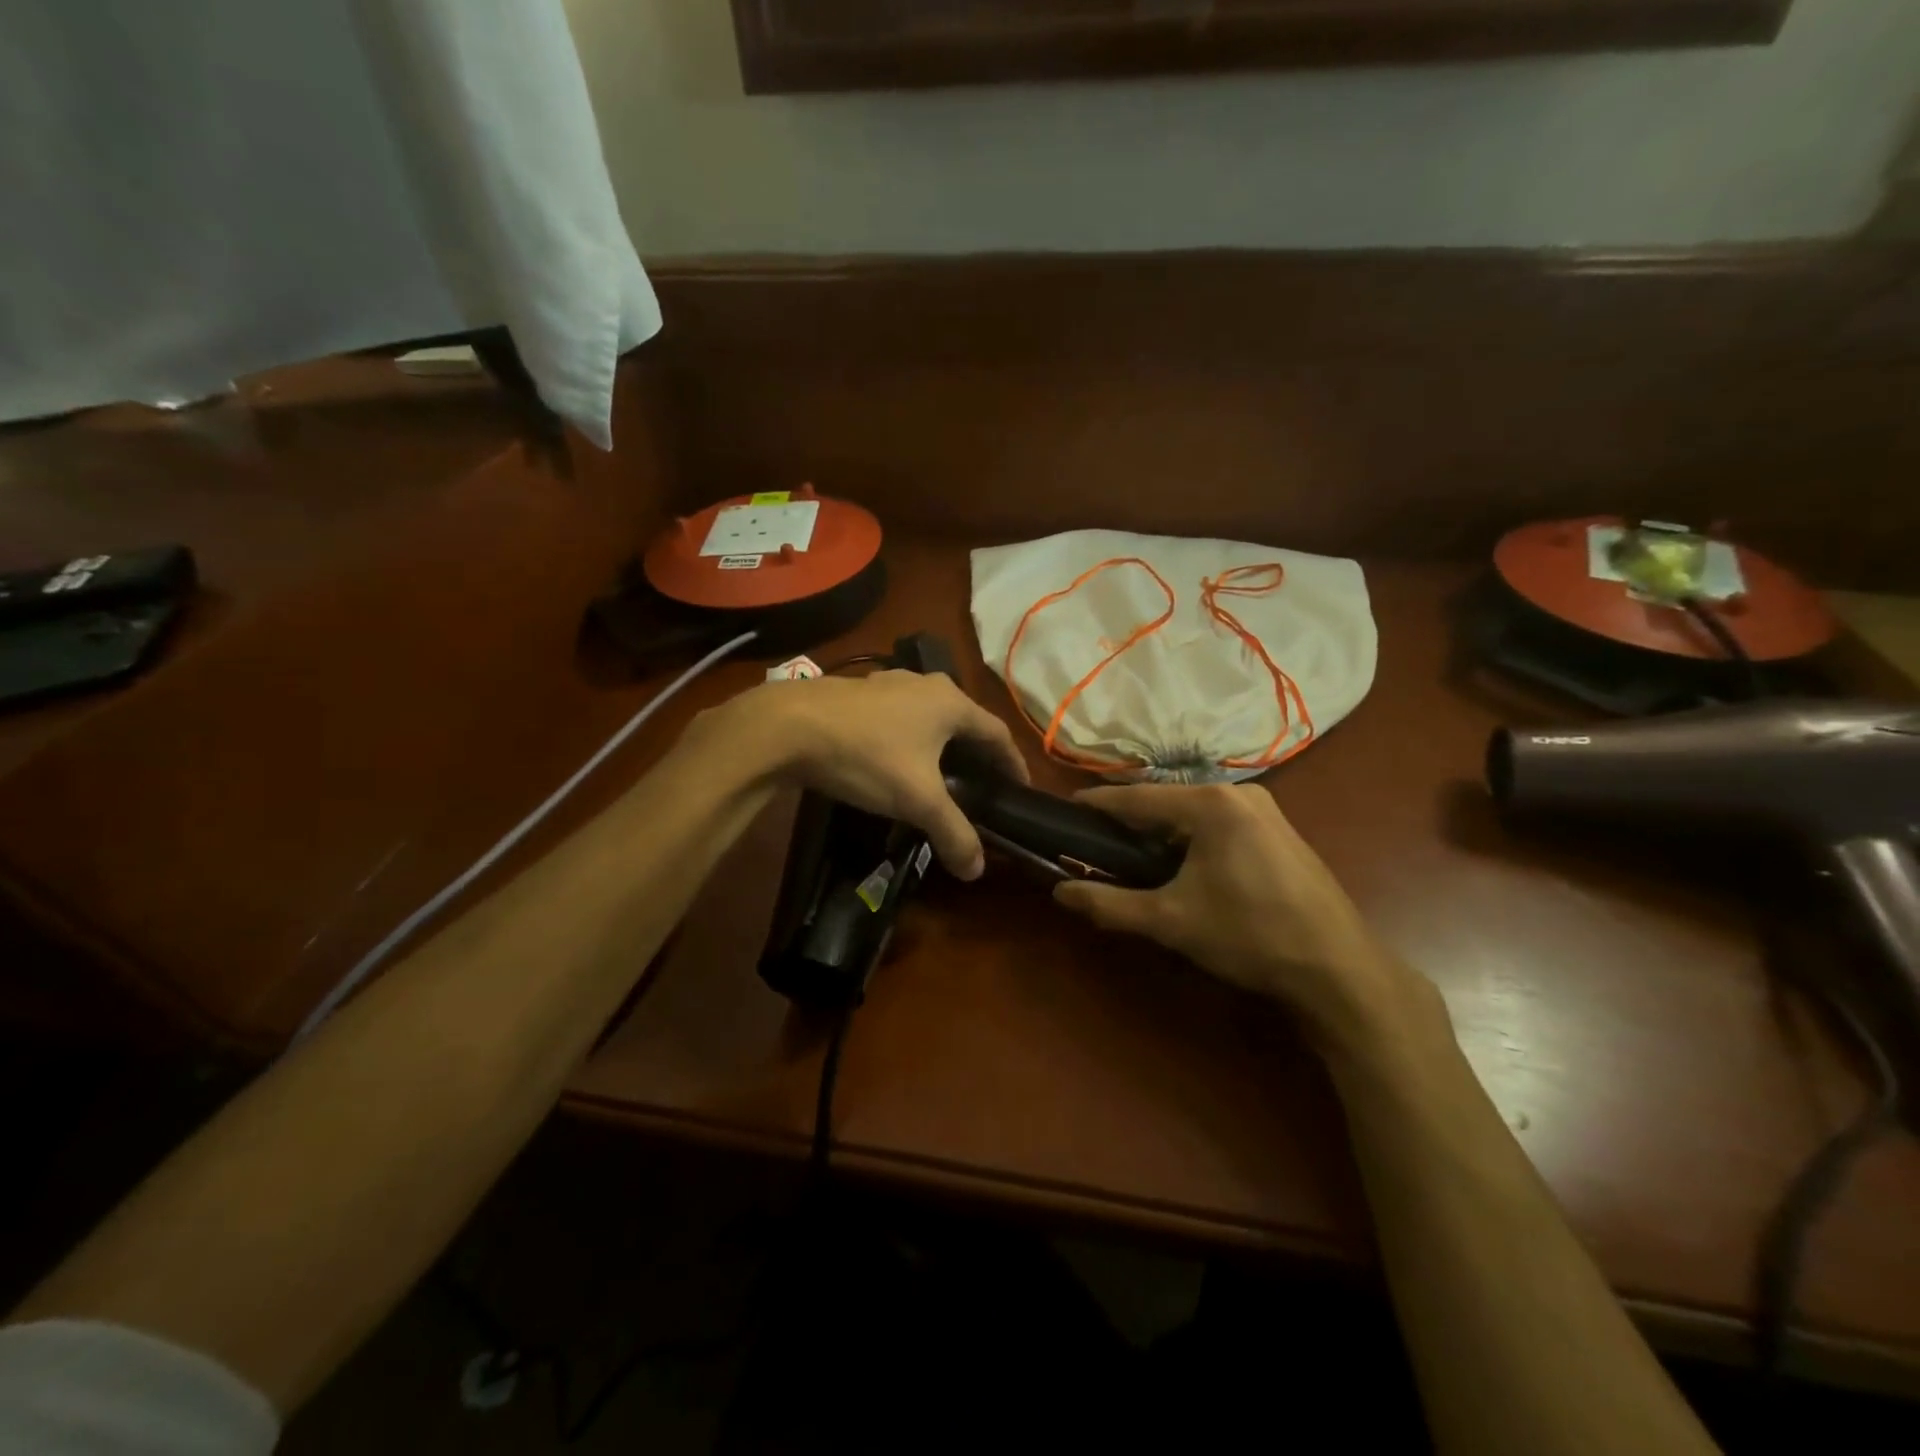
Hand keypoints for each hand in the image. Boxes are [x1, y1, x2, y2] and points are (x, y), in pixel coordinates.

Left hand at [716, 670, 1029, 879]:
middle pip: (965, 722)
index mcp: (951, 703)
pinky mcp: (859, 693)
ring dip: (941, 744)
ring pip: (929, 717)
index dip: (1013, 763)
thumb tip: (978, 870)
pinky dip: (909, 739)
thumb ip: (953, 832)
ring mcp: (889, 683)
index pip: (997, 734)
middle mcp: (926, 684)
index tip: (1020, 790)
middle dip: (977, 754)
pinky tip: (895, 761)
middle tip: (982, 787)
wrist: (787, 726)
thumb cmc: (867, 756)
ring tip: (941, 776)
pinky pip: (900, 717)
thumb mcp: (917, 800)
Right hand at [1053, 783, 1435, 1050]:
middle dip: (1129, 821)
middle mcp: (1238, 794)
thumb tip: (1059, 892)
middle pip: (1166, 801)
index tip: (1065, 808)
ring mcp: (1265, 810)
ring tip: (1130, 856)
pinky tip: (1180, 866)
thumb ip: (1109, 904)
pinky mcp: (1279, 831)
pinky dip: (1190, 838)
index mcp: (1210, 804)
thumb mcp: (1171, 921)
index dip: (1097, 804)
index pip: (1137, 798)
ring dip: (1160, 831)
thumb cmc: (1249, 935)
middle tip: (1094, 842)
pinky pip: (1218, 823)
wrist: (1337, 968)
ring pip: (1193, 812)